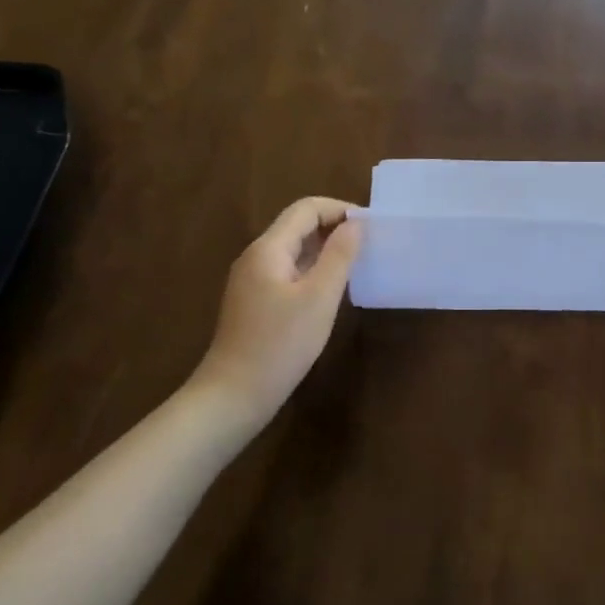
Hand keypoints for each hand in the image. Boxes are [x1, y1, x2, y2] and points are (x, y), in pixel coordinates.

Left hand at [191, 198, 362, 428]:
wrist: (233, 395)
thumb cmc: (280, 344)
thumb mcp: (319, 298)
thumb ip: (339, 255)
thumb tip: (356, 224)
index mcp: (268, 248)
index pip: (306, 209)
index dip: (339, 209)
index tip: (371, 226)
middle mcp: (256, 256)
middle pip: (298, 225)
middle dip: (334, 227)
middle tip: (369, 244)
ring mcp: (252, 279)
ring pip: (293, 249)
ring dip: (325, 248)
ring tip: (356, 262)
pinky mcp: (254, 301)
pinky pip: (288, 270)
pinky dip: (312, 268)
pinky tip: (331, 288)